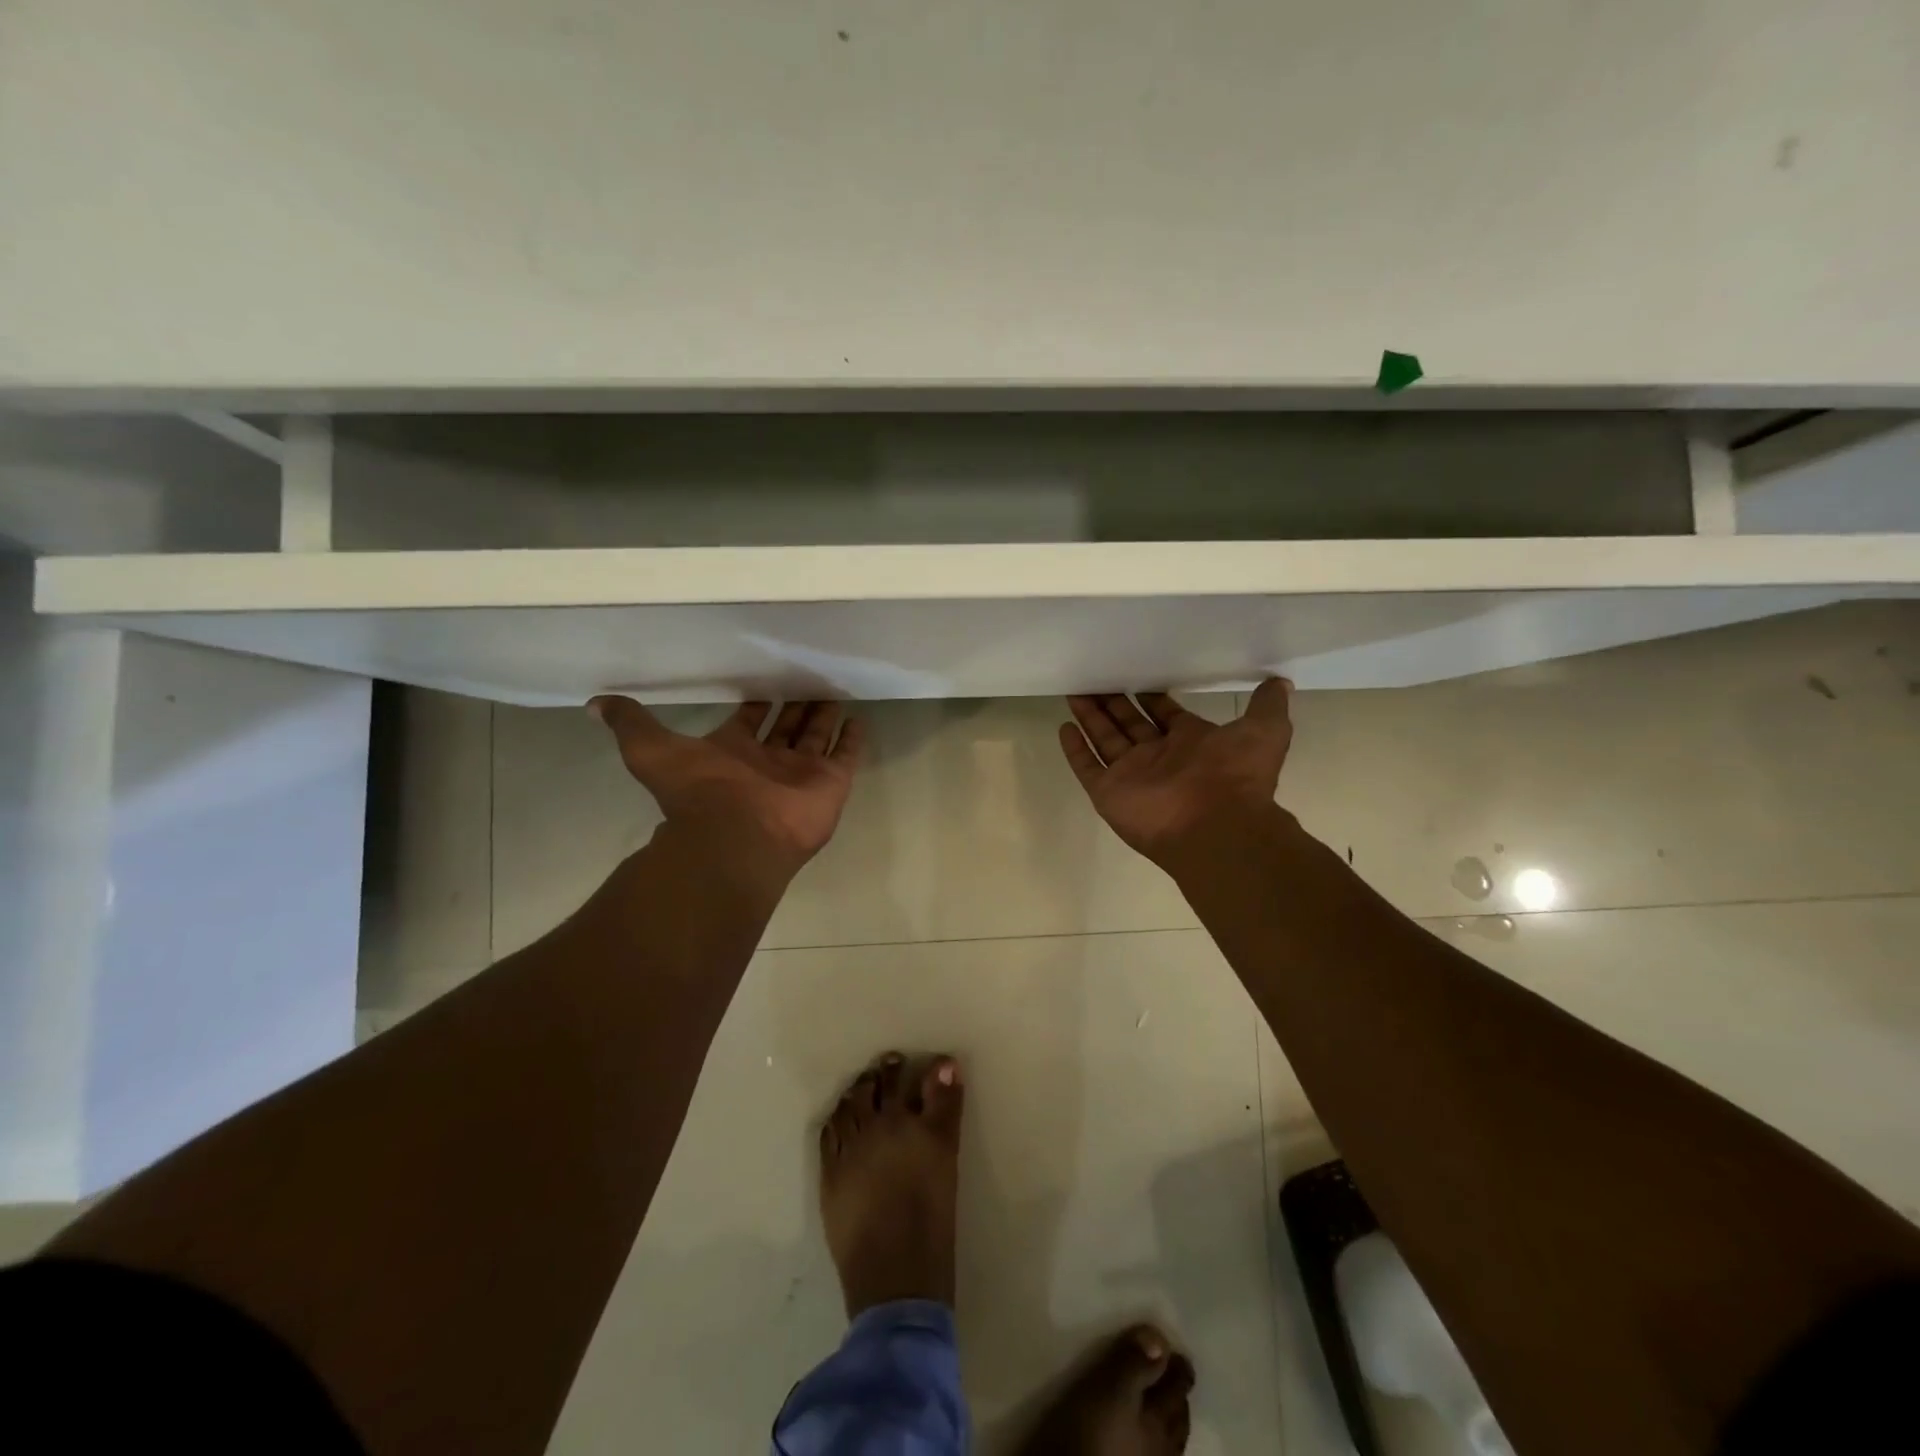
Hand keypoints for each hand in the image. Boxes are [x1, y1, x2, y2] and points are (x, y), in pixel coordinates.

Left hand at [589, 697, 864, 887]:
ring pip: (817, 736)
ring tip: (836, 688)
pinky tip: (859, 718)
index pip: (751, 718)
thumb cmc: (699, 791)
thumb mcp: (651, 750)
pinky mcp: (830, 783)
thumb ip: (631, 724)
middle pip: (787, 725)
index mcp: (734, 751)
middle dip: (797, 703)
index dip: (758, 701)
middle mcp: (769, 761)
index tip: (768, 679)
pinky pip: (846, 756)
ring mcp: (802, 773)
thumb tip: (594, 703)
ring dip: (825, 715)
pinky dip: (853, 739)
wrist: (735, 836)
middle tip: (810, 676)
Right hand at [1059, 680, 1292, 863]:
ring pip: (1104, 740)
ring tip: (1074, 691)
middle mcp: (1158, 757)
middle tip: (1094, 678)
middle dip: (1112, 703)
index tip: (1135, 678)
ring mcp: (1131, 776)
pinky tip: (1064, 728)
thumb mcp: (1264, 731)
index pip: (1162, 714)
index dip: (1149, 697)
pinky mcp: (1108, 793)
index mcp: (1189, 742)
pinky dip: (1075, 750)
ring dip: (1090, 718)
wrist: (1216, 825)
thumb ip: (1266, 706)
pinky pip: (1087, 767)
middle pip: (1128, 724)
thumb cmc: (1235, 775)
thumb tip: (1280, 682)